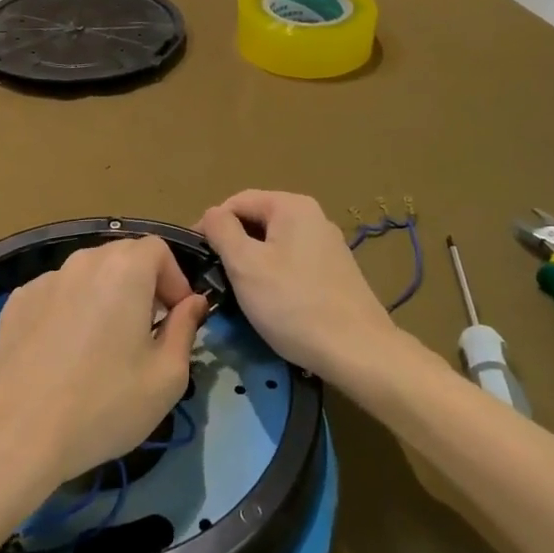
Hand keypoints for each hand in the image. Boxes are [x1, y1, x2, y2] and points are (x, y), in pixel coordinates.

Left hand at [0, 237, 208, 498]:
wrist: (19, 434)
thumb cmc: (105, 403)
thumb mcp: (167, 376)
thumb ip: (185, 329)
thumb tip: (193, 303)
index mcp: (125, 269)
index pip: (158, 249)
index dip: (174, 279)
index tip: (176, 318)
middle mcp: (83, 262)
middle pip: (122, 256)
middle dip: (142, 285)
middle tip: (146, 331)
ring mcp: (44, 280)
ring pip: (87, 275)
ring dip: (105, 297)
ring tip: (103, 344)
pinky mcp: (16, 303)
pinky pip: (57, 294)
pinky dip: (70, 310)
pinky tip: (65, 353)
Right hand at [200, 190, 410, 392]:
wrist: (357, 350)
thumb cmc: (293, 304)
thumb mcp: (245, 265)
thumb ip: (222, 231)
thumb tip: (212, 215)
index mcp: (292, 205)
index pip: (236, 202)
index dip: (210, 226)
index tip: (196, 259)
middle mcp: (314, 216)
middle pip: (257, 221)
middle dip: (232, 246)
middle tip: (215, 279)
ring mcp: (328, 245)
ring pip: (274, 245)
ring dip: (252, 264)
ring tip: (239, 294)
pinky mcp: (335, 272)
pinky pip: (293, 263)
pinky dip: (274, 277)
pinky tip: (271, 303)